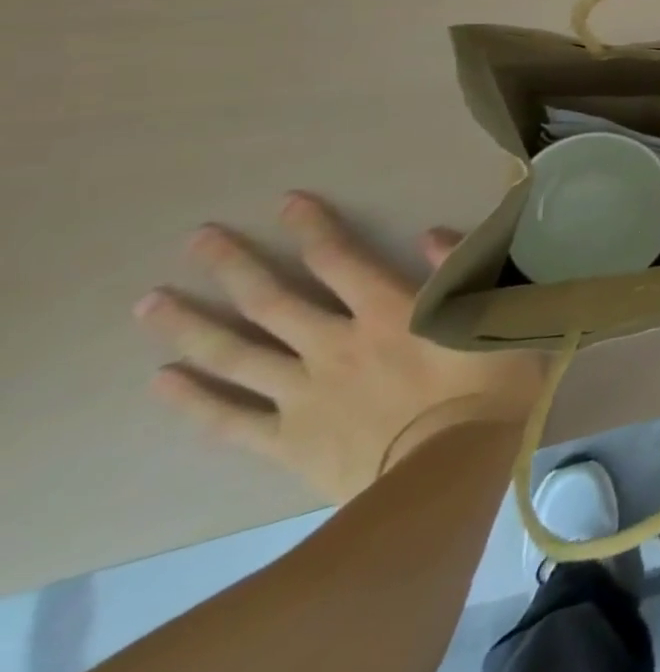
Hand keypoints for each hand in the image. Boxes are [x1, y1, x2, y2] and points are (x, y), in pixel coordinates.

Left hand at [135, 192, 545, 503]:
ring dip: (193, 326)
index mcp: (389, 312)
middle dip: (235, 266)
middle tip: (198, 239)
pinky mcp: (288, 440)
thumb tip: (432, 234)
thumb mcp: (495, 318)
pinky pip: (230, 419)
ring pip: (236, 355)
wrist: (449, 469)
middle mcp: (336, 344)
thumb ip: (461, 274)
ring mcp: (303, 394)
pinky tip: (163, 380)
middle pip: (273, 300)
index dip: (314, 228)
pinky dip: (194, 400)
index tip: (288, 202)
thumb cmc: (488, 385)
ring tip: (151, 304)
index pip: (341, 260)